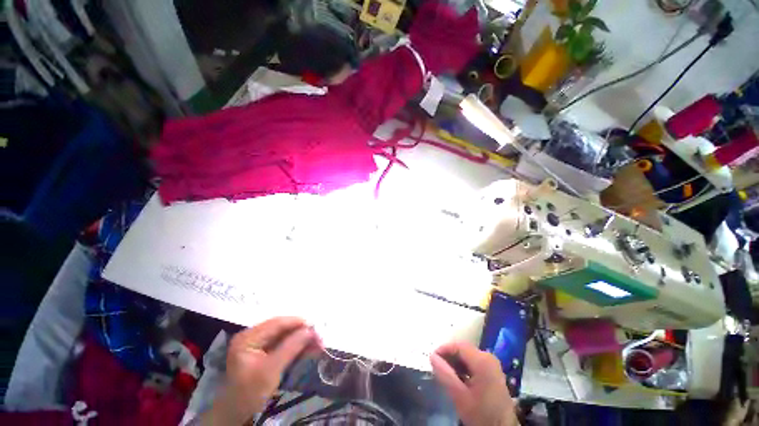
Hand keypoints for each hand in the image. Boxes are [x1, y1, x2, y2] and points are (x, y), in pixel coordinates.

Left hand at [203, 317, 320, 424]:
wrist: (235, 414)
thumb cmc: (249, 393)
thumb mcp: (271, 370)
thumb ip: (291, 347)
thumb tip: (311, 330)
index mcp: (248, 337)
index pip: (276, 323)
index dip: (297, 322)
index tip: (315, 326)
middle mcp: (253, 335)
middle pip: (282, 328)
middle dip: (301, 332)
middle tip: (319, 337)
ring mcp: (257, 343)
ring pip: (285, 335)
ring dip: (301, 339)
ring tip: (318, 344)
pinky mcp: (263, 351)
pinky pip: (283, 344)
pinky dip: (296, 346)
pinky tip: (309, 349)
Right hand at [431, 342, 517, 425]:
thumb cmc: (482, 414)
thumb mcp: (460, 396)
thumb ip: (445, 374)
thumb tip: (432, 356)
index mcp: (482, 361)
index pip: (458, 346)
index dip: (443, 349)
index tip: (431, 358)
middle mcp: (488, 357)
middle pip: (463, 350)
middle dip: (448, 356)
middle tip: (436, 367)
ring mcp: (491, 364)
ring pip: (467, 356)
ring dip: (454, 362)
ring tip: (444, 374)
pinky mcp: (492, 372)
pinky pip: (473, 363)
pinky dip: (462, 368)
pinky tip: (456, 379)